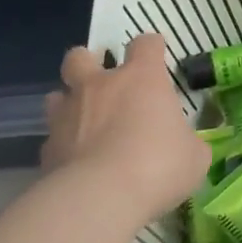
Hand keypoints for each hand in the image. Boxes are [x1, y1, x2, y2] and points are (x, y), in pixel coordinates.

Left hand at [41, 33, 209, 224]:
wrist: (100, 197)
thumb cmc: (158, 165)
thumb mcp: (194, 156)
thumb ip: (188, 143)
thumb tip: (186, 148)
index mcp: (141, 78)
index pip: (145, 44)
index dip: (152, 49)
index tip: (157, 60)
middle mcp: (99, 86)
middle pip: (81, 56)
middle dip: (89, 63)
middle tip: (104, 84)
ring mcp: (67, 115)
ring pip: (57, 95)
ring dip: (70, 104)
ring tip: (84, 124)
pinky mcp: (47, 148)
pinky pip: (52, 138)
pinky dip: (64, 146)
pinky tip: (77, 164)